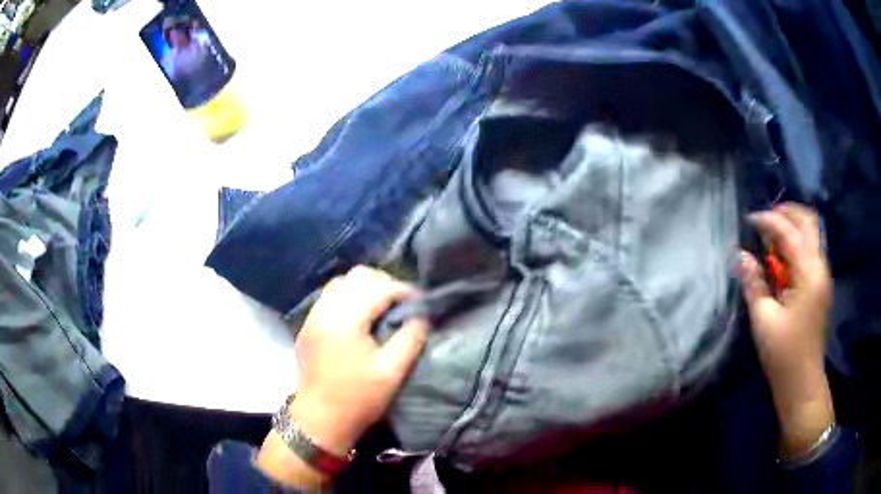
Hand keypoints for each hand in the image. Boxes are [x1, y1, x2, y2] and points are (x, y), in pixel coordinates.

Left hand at [292, 266, 428, 452]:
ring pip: (341, 282)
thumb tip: (422, 315)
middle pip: (358, 276)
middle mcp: (326, 308)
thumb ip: (411, 338)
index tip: (421, 302)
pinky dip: (347, 296)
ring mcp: (313, 315)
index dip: (405, 290)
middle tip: (402, 303)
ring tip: (381, 306)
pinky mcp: (307, 325)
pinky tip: (359, 315)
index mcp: (346, 318)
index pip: (380, 287)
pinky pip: (329, 296)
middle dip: (384, 283)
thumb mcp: (392, 371)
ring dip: (364, 287)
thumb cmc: (358, 398)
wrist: (320, 419)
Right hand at [740, 203, 834, 457]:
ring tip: (771, 236)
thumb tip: (742, 255)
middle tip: (765, 219)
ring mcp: (823, 275)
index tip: (748, 220)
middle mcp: (820, 267)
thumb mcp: (764, 320)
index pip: (790, 233)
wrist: (802, 383)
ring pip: (812, 233)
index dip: (768, 221)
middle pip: (809, 221)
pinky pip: (811, 250)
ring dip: (792, 227)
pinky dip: (796, 244)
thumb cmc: (783, 354)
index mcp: (809, 274)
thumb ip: (754, 283)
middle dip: (787, 212)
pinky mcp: (821, 285)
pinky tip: (782, 256)